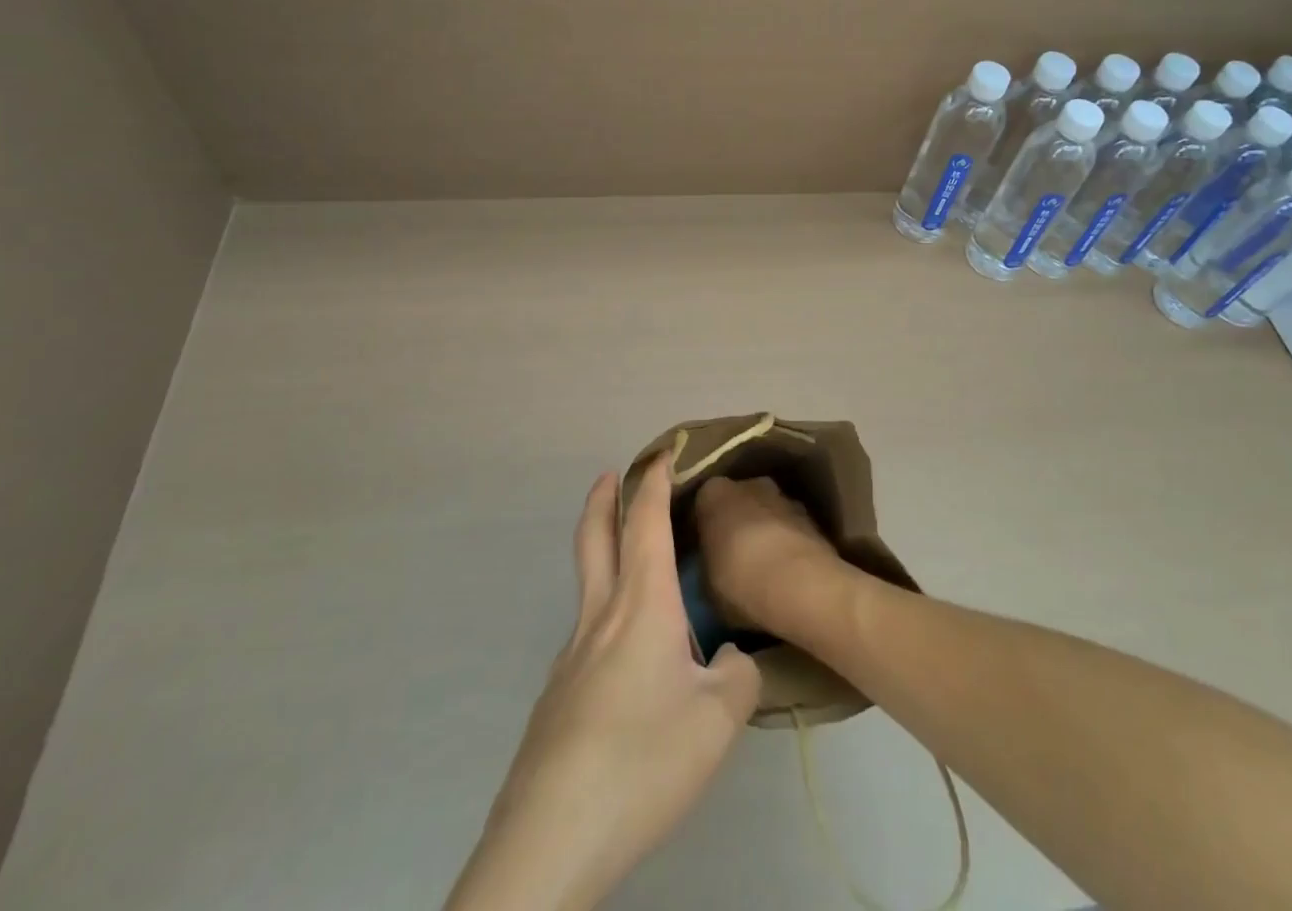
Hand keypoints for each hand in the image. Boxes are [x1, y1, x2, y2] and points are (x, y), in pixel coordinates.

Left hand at [445, 457, 760, 910]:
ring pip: (588, 584)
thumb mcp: (719, 719)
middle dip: (604, 498)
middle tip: (612, 473)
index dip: (654, 482)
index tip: (662, 453)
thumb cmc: (643, 759)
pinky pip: (587, 634)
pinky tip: (629, 661)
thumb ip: (740, 674)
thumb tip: (732, 657)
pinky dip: (607, 613)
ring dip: (604, 553)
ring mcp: (571, 656)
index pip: (646, 522)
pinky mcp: (557, 695)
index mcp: (641, 605)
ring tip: (637, 568)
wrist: (551, 837)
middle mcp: (600, 616)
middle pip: (594, 537)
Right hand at [693, 476, 846, 636]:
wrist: (800, 584)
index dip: (701, 529)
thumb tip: (713, 567)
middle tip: (731, 557)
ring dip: (764, 532)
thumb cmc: (738, 580)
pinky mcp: (812, 517)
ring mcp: (784, 497)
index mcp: (713, 493)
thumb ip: (707, 565)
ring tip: (762, 568)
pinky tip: (785, 573)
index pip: (701, 505)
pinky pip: (790, 529)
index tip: (701, 552)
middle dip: (736, 524)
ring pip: (767, 513)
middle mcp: (749, 483)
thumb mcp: (705, 584)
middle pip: (738, 502)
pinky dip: (787, 545)